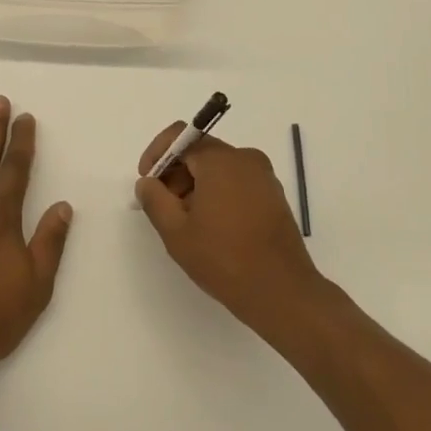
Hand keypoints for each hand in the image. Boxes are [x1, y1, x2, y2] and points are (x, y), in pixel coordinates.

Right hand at [135, 123, 324, 338]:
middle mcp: (246, 159)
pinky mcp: (274, 196)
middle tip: (163, 207)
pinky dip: (218, 194)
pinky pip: (237, 182)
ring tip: (187, 223)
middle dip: (176, 174)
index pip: (180, 137)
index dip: (157, 154)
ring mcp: (264, 177)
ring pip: (219, 168)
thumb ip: (154, 199)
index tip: (147, 182)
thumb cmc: (224, 259)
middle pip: (200, 152)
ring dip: (196, 186)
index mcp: (221, 160)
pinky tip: (212, 227)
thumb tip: (147, 182)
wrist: (282, 293)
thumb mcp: (176, 232)